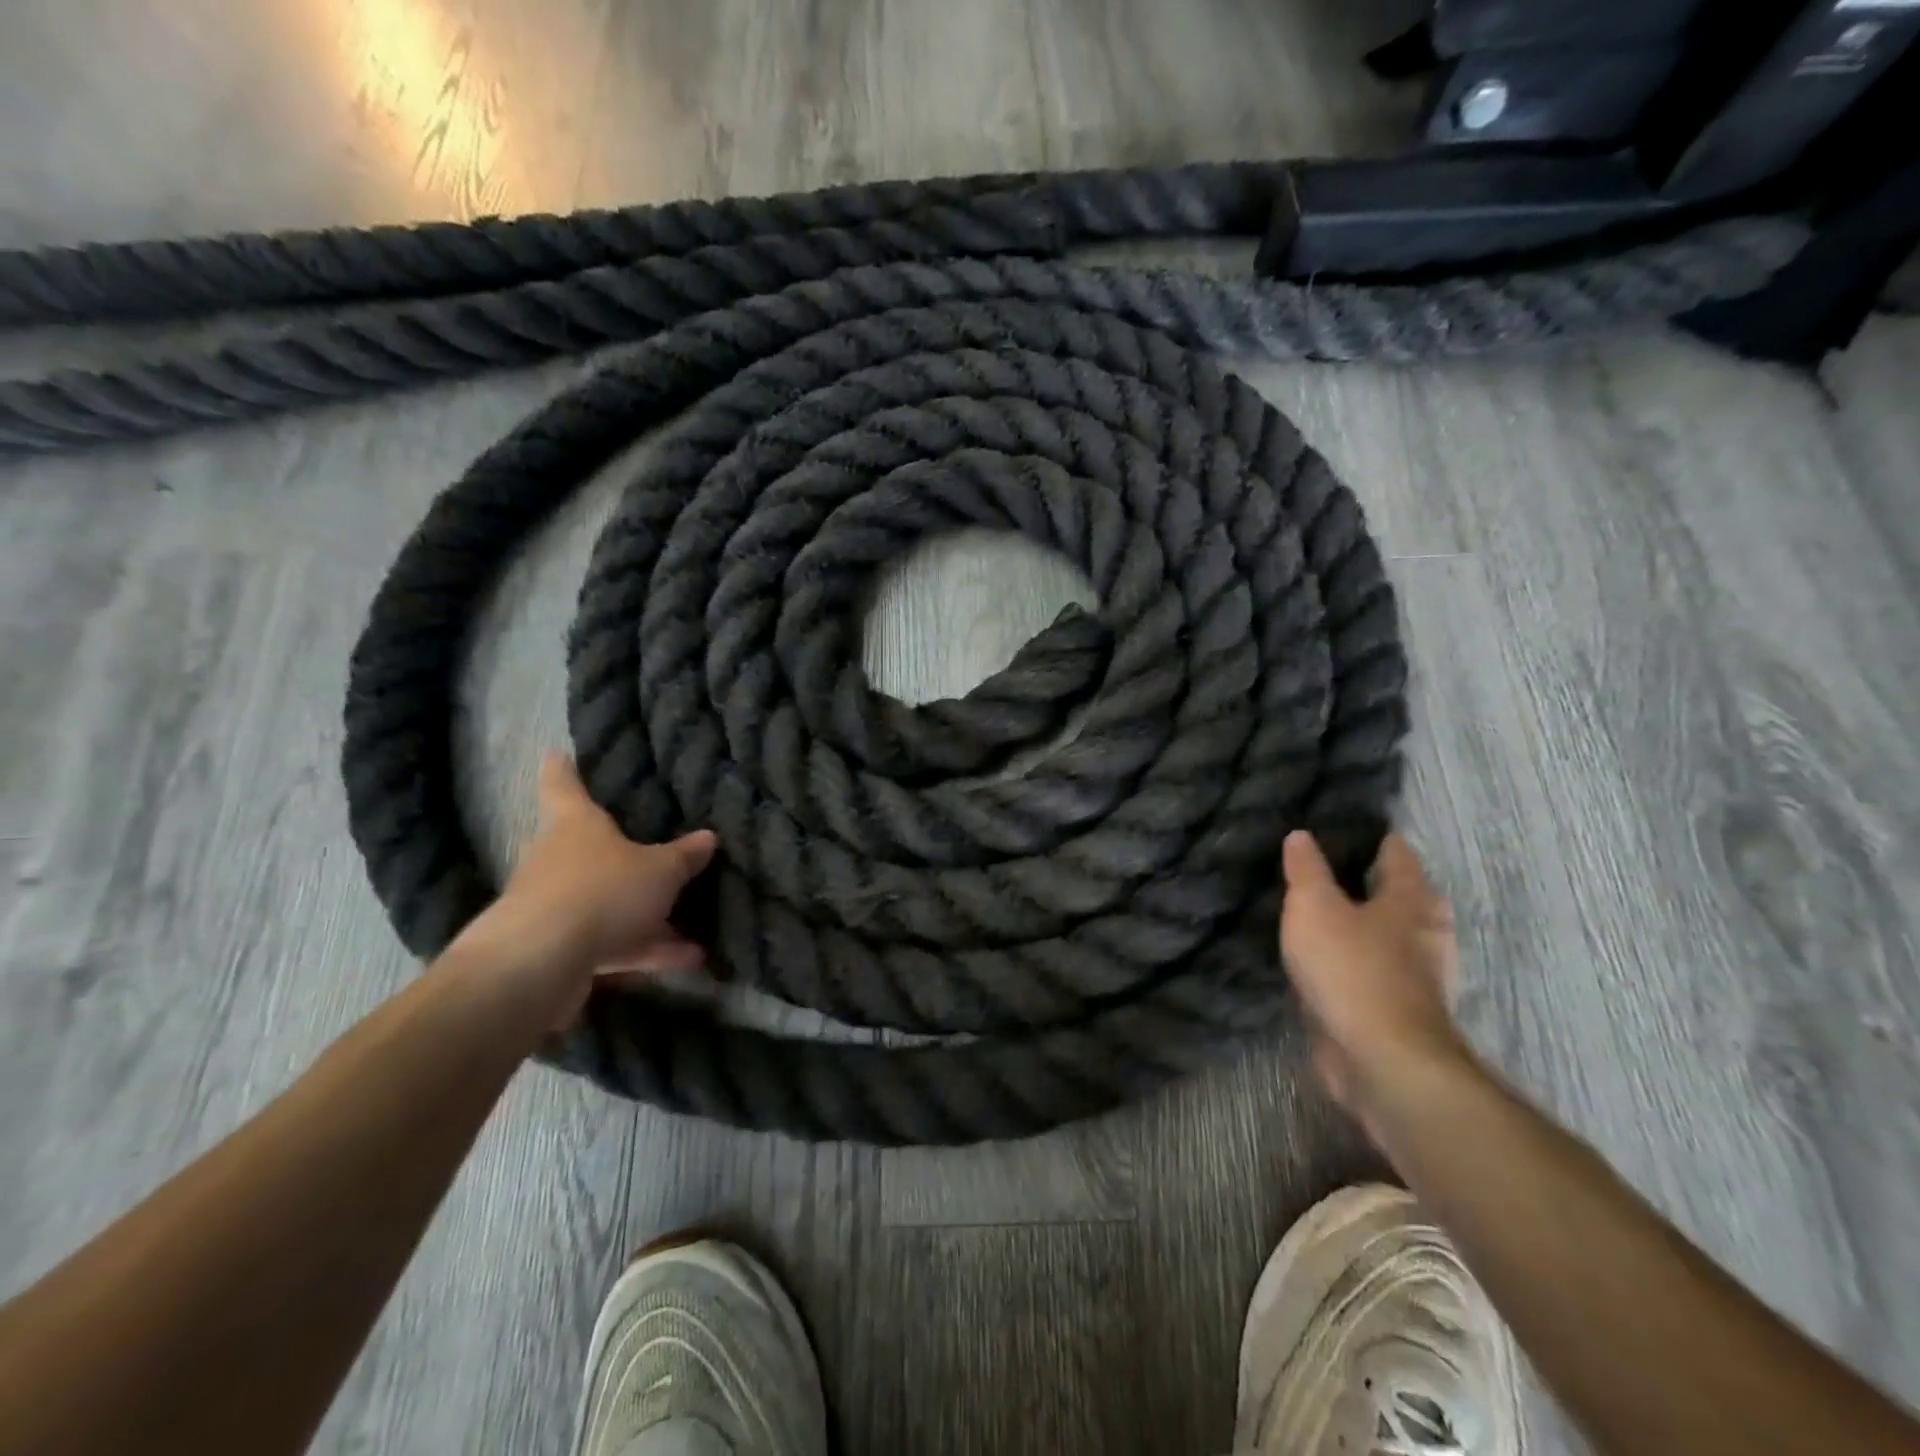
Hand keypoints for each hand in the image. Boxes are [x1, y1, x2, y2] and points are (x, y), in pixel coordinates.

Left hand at [449, 753, 717, 1031]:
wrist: (538, 965)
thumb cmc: (601, 891)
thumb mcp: (660, 870)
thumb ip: (684, 856)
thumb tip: (708, 837)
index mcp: (575, 824)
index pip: (562, 784)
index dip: (562, 768)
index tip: (556, 753)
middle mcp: (558, 859)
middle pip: (585, 846)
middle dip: (617, 851)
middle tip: (652, 848)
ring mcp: (554, 906)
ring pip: (606, 901)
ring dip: (646, 913)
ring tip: (693, 924)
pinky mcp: (559, 949)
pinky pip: (612, 941)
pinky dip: (647, 948)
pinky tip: (690, 958)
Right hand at [1278, 829, 1471, 1141]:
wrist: (1382, 1061)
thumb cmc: (1351, 969)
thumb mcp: (1314, 907)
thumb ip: (1306, 870)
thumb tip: (1301, 835)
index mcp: (1410, 901)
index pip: (1398, 855)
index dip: (1376, 839)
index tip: (1347, 828)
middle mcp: (1423, 935)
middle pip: (1403, 897)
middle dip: (1374, 883)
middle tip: (1331, 870)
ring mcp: (1416, 978)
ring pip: (1390, 938)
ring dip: (1365, 927)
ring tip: (1324, 915)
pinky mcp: (1398, 1013)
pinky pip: (1375, 974)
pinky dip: (1356, 964)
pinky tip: (1328, 964)